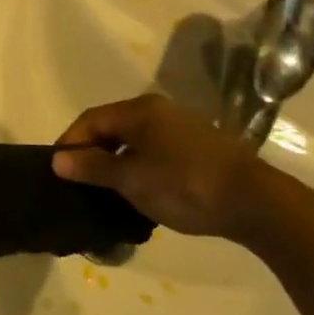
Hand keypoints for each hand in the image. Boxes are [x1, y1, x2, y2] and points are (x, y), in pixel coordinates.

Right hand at [50, 93, 279, 240]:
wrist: (256, 203)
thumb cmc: (184, 185)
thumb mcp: (131, 179)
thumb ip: (93, 167)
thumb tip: (57, 160)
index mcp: (140, 110)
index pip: (90, 120)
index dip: (70, 143)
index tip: (57, 170)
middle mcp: (159, 111)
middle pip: (112, 128)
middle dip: (92, 154)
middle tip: (78, 182)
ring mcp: (181, 129)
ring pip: (134, 142)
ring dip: (116, 163)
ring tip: (106, 191)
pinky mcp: (198, 149)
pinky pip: (155, 152)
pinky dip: (139, 168)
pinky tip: (139, 192)